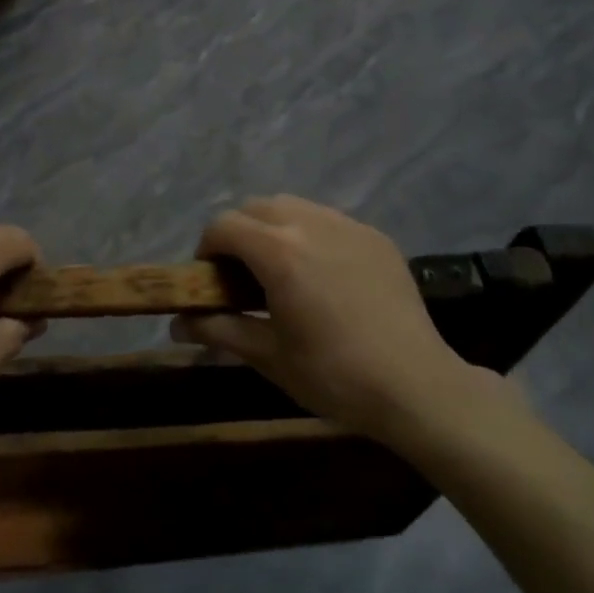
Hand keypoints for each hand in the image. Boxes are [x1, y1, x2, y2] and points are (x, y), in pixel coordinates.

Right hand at [175, 196, 508, 440]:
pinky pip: (330, 220)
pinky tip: (323, 274)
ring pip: (295, 206)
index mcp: (279, 252)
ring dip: (274, 227)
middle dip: (239, 232)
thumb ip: (220, 330)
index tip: (209, 278)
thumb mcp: (269, 356)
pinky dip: (311, 234)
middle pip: (257, 207)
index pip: (224, 225)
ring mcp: (348, 226)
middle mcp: (311, 224)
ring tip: (282, 269)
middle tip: (241, 274)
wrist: (416, 385)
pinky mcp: (376, 237)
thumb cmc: (334, 375)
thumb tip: (177, 325)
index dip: (206, 247)